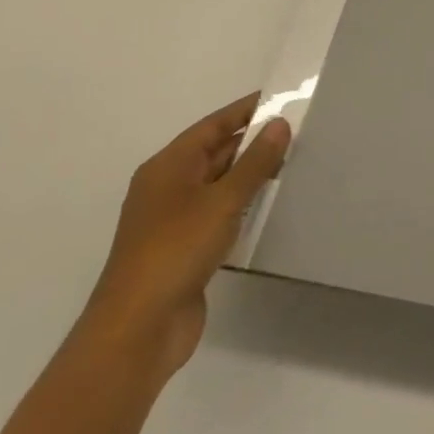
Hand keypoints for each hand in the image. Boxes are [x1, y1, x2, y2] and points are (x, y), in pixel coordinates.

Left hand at [83, 94, 290, 380]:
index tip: (282, 98)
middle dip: (253, 143)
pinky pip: (218, 215)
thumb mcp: (222, 201)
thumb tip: (280, 123)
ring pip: (218, 185)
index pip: (213, 125)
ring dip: (250, 176)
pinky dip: (242, 207)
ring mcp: (174, 222)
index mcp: (168, 166)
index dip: (247, 110)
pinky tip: (269, 206)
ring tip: (292, 164)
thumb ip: (255, 162)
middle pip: (216, 153)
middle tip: (297, 132)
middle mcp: (168, 188)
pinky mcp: (183, 252)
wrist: (136, 335)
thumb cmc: (175, 251)